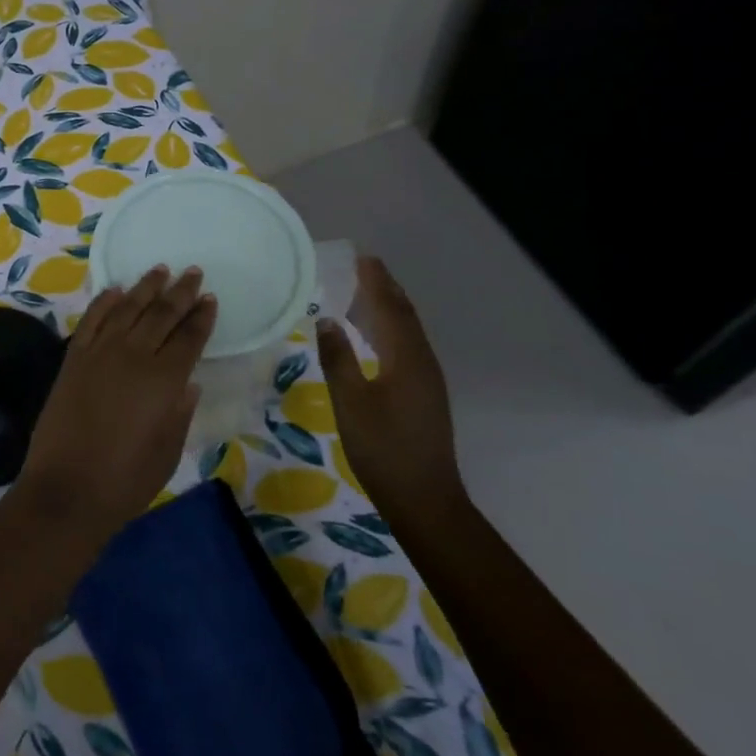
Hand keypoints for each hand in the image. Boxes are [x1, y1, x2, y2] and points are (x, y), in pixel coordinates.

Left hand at [19, 266, 215, 540]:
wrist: (65, 491)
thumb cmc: (125, 481)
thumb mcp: (168, 452)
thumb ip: (180, 412)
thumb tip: (188, 382)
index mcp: (164, 381)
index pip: (189, 338)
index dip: (201, 317)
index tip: (210, 298)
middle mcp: (133, 357)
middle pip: (161, 315)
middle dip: (179, 292)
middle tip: (192, 272)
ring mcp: (99, 354)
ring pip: (127, 308)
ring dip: (145, 287)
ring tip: (160, 270)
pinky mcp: (73, 359)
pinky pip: (92, 320)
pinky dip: (105, 301)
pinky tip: (116, 289)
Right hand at [317, 257, 466, 531]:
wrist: (425, 498)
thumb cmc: (383, 448)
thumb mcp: (350, 403)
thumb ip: (338, 359)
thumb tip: (327, 320)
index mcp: (406, 358)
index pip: (390, 308)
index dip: (376, 282)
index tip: (361, 257)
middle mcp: (422, 361)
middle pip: (405, 315)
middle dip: (386, 289)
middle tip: (364, 267)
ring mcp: (427, 379)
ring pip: (409, 332)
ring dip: (390, 307)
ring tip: (368, 292)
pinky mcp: (425, 394)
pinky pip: (408, 347)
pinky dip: (392, 329)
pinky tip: (377, 336)